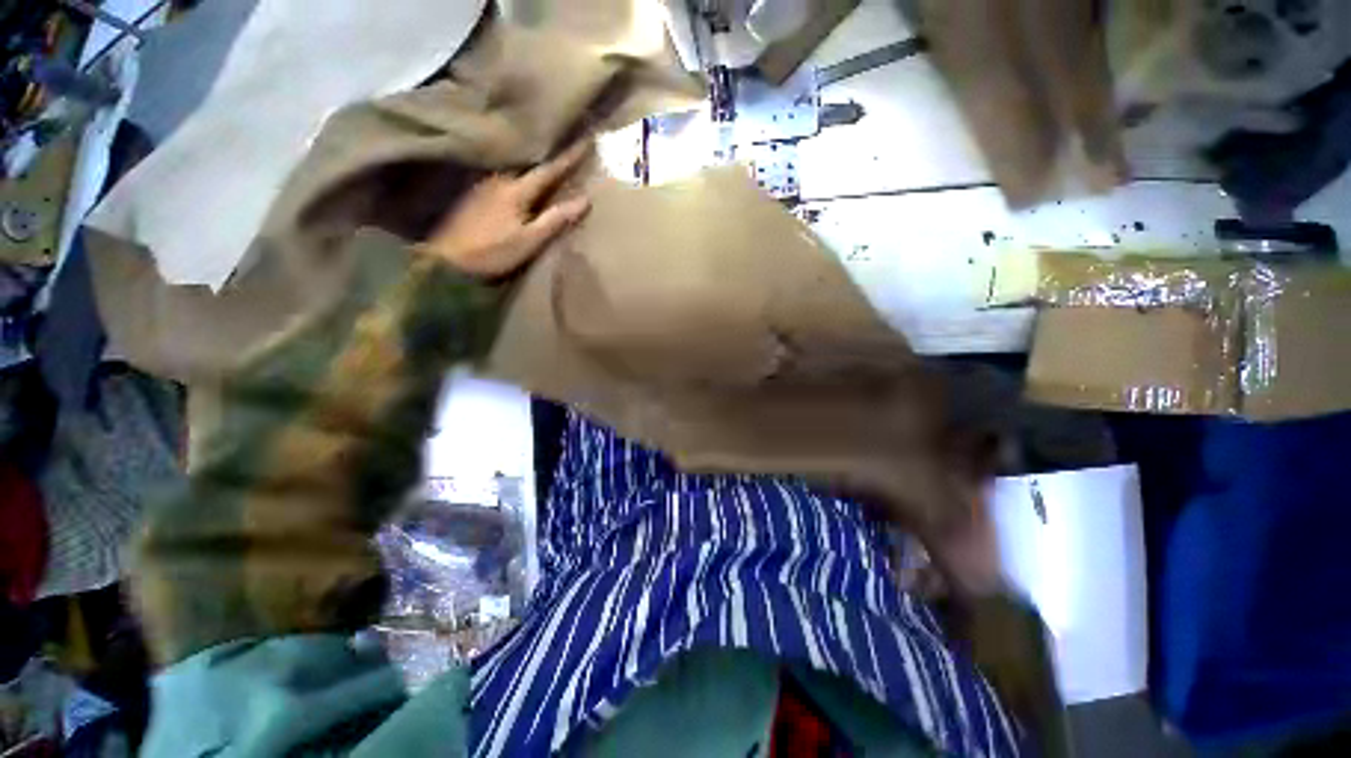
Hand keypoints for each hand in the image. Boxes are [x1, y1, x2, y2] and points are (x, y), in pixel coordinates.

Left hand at [423, 140, 593, 277]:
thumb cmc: (494, 251)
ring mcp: (485, 186)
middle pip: (531, 167)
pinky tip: (524, 186)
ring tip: (549, 170)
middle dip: (551, 161)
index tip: (586, 142)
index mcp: (516, 189)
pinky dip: (520, 181)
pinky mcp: (476, 196)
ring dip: (534, 170)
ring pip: (517, 173)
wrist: (449, 260)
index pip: (549, 170)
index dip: (569, 158)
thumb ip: (556, 219)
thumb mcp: (530, 240)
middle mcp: (500, 179)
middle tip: (569, 153)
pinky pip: (505, 181)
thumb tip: (585, 200)